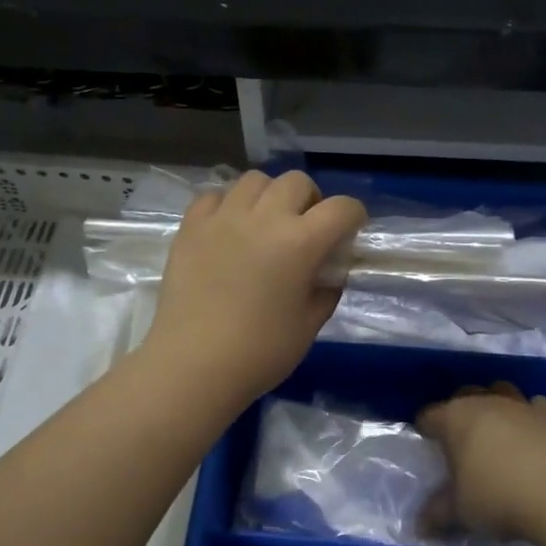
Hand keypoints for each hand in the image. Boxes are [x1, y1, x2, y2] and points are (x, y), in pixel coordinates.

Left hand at [141, 170, 365, 408]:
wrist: (194, 365)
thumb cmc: (260, 352)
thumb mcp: (309, 325)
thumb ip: (326, 290)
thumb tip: (328, 271)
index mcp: (300, 242)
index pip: (342, 208)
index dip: (353, 217)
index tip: (349, 232)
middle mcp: (264, 218)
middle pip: (297, 182)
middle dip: (310, 200)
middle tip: (305, 228)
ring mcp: (223, 218)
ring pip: (254, 180)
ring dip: (268, 196)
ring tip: (265, 223)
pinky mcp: (191, 227)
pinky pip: (214, 196)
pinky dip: (227, 204)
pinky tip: (228, 229)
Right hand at [418, 384, 545, 543]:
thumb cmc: (498, 496)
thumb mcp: (460, 511)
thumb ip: (437, 514)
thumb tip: (419, 524)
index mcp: (455, 418)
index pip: (430, 416)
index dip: (425, 429)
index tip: (426, 445)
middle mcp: (486, 402)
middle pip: (465, 396)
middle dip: (459, 413)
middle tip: (460, 442)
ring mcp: (522, 406)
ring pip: (501, 392)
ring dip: (496, 406)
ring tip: (497, 433)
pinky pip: (536, 407)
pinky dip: (532, 417)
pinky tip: (533, 436)